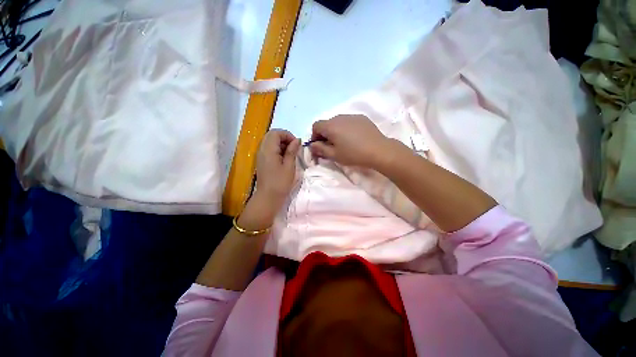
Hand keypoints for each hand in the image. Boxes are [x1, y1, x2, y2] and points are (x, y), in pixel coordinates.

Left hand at [253, 129, 300, 210]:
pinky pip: (269, 149)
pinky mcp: (261, 160)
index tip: (296, 144)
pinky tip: (284, 159)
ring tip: (290, 154)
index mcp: (268, 150)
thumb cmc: (280, 183)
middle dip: (284, 138)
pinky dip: (277, 149)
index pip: (276, 132)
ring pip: (270, 142)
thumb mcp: (289, 166)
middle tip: (294, 148)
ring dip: (281, 144)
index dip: (287, 135)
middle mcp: (262, 149)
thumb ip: (292, 151)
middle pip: (272, 135)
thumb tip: (297, 140)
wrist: (268, 197)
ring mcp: (260, 155)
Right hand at [309, 114, 392, 167]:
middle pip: (327, 123)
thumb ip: (320, 149)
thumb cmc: (353, 154)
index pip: (316, 126)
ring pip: (338, 122)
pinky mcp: (362, 118)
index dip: (314, 136)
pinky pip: (349, 122)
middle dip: (325, 134)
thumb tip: (312, 145)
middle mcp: (340, 117)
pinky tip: (354, 138)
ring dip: (336, 131)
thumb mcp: (334, 155)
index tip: (320, 146)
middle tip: (331, 146)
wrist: (378, 150)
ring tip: (343, 142)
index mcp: (331, 125)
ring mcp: (352, 116)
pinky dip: (346, 129)